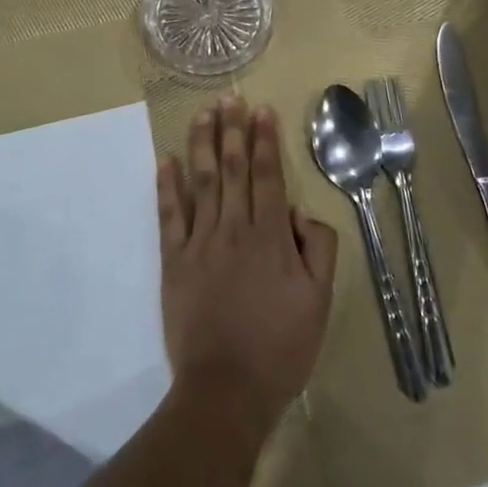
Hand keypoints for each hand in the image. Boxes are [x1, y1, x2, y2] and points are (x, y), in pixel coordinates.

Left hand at [157, 97, 337, 437]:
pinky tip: (168, 160)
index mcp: (272, 237)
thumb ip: (319, 249)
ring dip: (202, 144)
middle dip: (233, 130)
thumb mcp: (320, 301)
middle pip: (233, 169)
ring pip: (201, 182)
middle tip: (230, 97)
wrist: (226, 389)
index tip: (262, 110)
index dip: (265, 140)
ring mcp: (200, 242)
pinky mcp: (174, 261)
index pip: (268, 176)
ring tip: (203, 113)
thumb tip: (302, 213)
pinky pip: (170, 215)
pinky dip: (168, 186)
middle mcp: (234, 228)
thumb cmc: (280, 346)